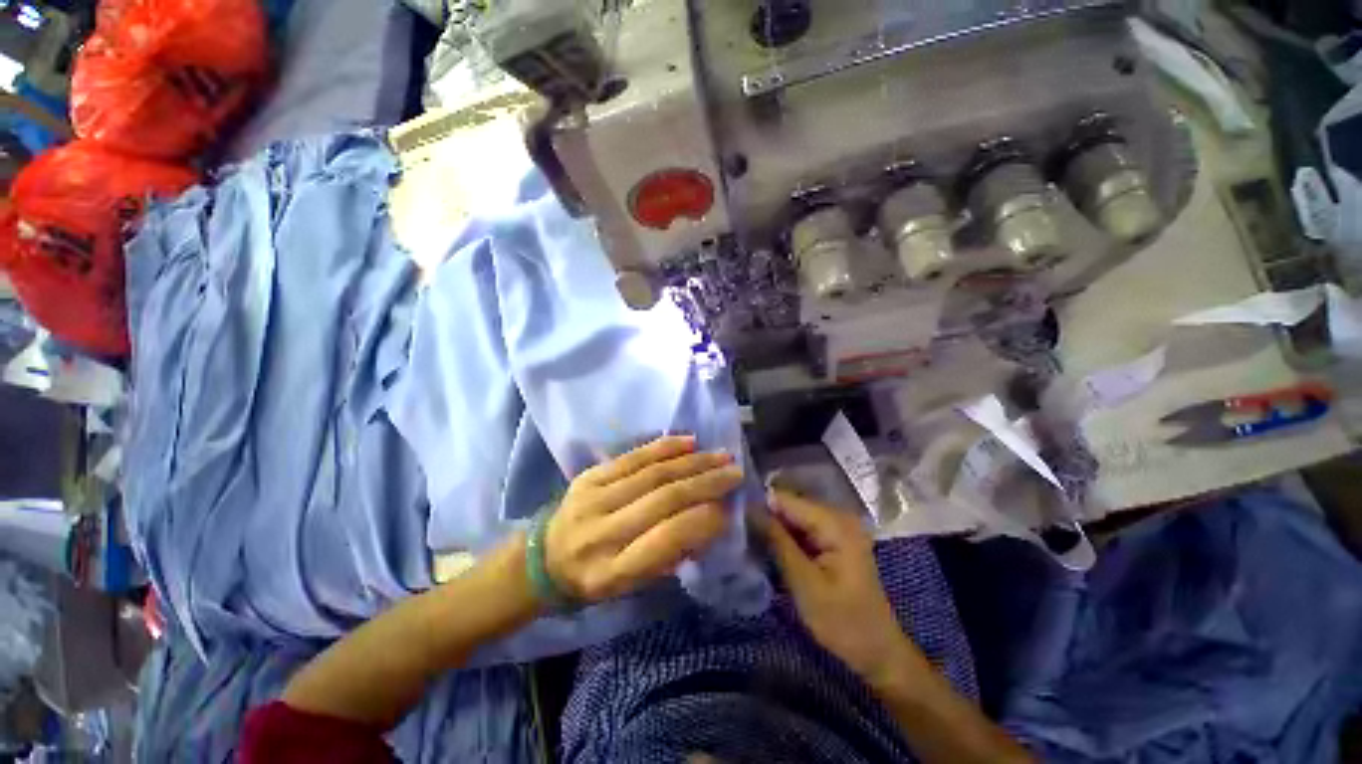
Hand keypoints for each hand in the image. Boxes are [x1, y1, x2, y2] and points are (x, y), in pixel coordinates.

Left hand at [545, 435, 742, 602]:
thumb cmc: (593, 580)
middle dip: (706, 483)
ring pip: (652, 473)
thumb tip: (709, 520)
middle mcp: (601, 533)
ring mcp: (592, 498)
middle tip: (735, 473)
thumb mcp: (630, 586)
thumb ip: (669, 556)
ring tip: (721, 456)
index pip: (666, 539)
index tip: (730, 508)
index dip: (703, 520)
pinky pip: (633, 456)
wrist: (541, 558)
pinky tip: (689, 442)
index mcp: (611, 572)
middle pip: (663, 498)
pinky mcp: (588, 475)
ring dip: (693, 462)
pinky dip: (664, 448)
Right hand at [757, 489, 919, 686]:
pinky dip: (785, 539)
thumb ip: (777, 542)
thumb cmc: (843, 622)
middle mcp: (837, 516)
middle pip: (789, 507)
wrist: (878, 653)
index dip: (759, 506)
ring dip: (773, 529)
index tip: (732, 518)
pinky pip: (802, 530)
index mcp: (835, 522)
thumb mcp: (804, 583)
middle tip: (739, 534)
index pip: (786, 500)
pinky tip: (768, 550)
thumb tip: (750, 509)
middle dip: (765, 518)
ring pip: (793, 518)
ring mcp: (837, 528)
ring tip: (749, 542)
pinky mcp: (834, 540)